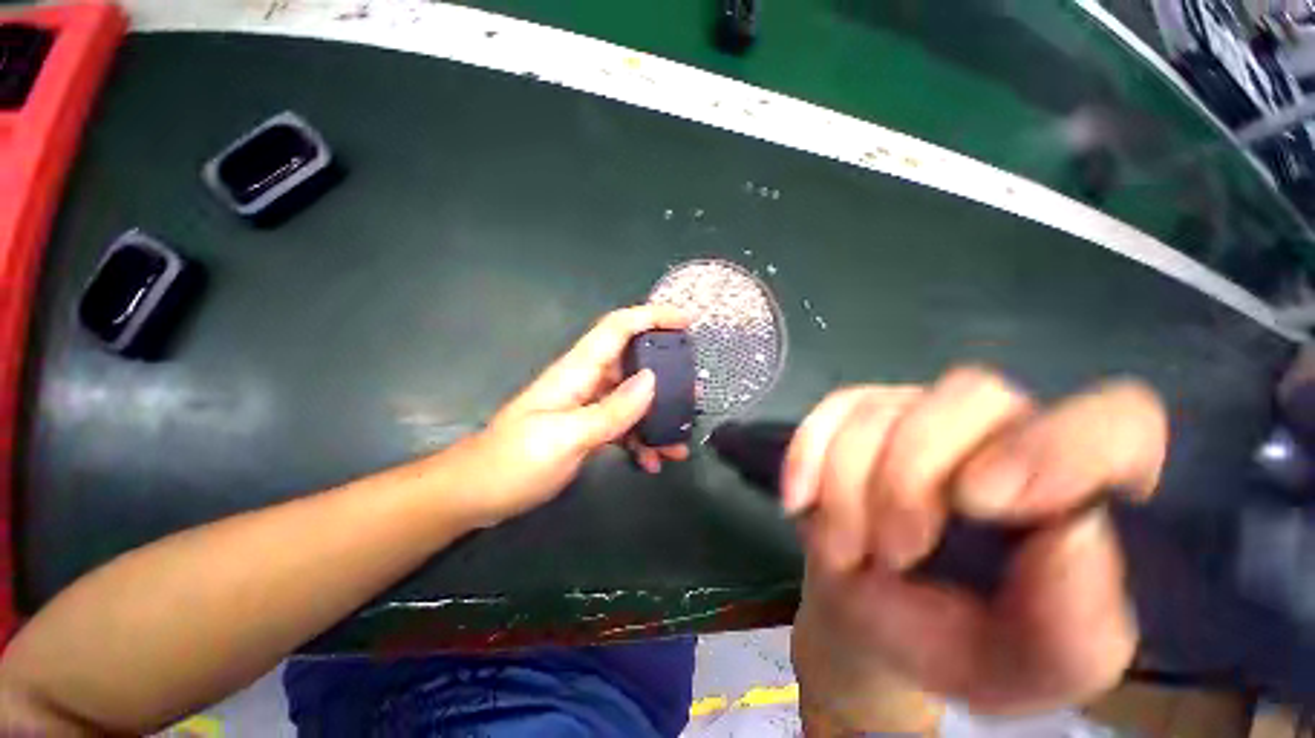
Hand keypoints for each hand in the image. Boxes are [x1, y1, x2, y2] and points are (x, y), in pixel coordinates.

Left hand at [451, 306, 692, 526]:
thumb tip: (653, 380)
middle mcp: (586, 381)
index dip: (652, 316)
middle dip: (667, 374)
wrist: (476, 495)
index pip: (618, 327)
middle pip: (633, 361)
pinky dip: (640, 440)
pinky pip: (623, 425)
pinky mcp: (587, 429)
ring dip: (658, 416)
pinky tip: (652, 462)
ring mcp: (587, 406)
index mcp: (577, 371)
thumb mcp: (565, 438)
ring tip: (679, 442)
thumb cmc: (513, 462)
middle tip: (693, 393)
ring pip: (633, 398)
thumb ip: (612, 410)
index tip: (686, 322)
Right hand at [787, 367, 1167, 720]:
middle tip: (894, 553)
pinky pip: (828, 413)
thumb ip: (1075, 625)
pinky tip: (801, 501)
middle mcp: (998, 430)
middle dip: (912, 479)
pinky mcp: (854, 413)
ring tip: (845, 551)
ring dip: (850, 490)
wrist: (870, 618)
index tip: (986, 502)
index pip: (1118, 421)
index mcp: (1071, 487)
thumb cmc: (959, 643)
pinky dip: (807, 457)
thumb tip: (1070, 532)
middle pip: (967, 397)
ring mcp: (916, 411)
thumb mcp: (1031, 666)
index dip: (1062, 445)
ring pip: (880, 413)